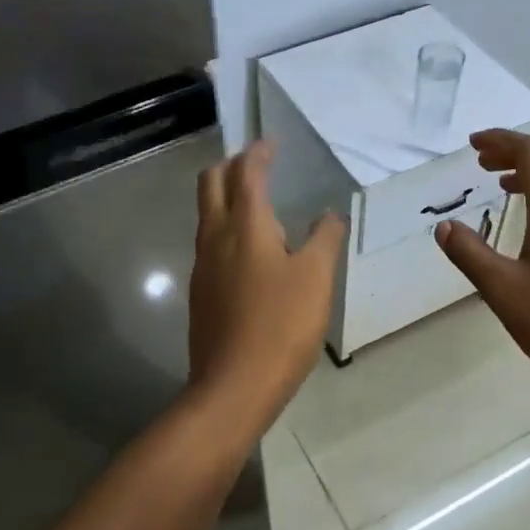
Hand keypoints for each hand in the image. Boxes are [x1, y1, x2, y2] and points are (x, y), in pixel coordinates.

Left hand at [188, 140, 346, 429]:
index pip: (246, 173)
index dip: (259, 153)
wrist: (233, 386)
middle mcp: (215, 236)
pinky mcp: (200, 291)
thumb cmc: (281, 325)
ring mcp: (202, 265)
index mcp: (245, 225)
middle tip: (257, 164)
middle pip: (211, 183)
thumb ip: (324, 238)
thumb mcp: (317, 278)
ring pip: (207, 213)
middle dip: (231, 166)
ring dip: (226, 196)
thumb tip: (328, 214)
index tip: (271, 143)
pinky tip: (250, 250)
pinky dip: (227, 227)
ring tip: (258, 203)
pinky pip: (210, 242)